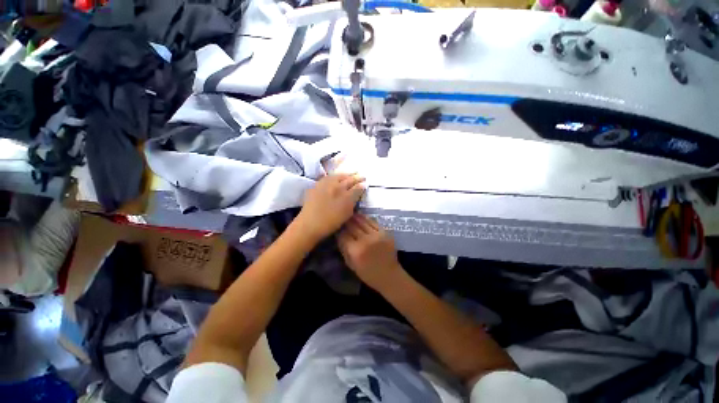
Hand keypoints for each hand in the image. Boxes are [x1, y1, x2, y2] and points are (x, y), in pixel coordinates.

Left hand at [295, 174, 365, 241]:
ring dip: (346, 174)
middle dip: (355, 177)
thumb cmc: (331, 222)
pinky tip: (336, 177)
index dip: (362, 184)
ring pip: (338, 175)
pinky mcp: (316, 186)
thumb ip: (354, 200)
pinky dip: (335, 176)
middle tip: (361, 175)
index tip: (366, 182)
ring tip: (350, 174)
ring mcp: (325, 184)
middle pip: (348, 179)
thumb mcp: (347, 213)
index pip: (356, 186)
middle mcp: (336, 186)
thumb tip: (360, 189)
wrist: (309, 224)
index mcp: (345, 194)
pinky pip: (328, 177)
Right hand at [337, 214, 402, 291]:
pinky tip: (361, 216)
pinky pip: (373, 222)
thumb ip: (344, 249)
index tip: (337, 228)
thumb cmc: (368, 273)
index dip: (339, 230)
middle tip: (342, 219)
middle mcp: (365, 240)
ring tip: (350, 214)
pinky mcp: (384, 232)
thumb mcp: (351, 265)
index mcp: (355, 251)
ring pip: (362, 221)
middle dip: (346, 222)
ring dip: (355, 217)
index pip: (343, 235)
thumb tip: (338, 235)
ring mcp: (376, 235)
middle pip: (352, 226)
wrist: (389, 275)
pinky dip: (365, 218)